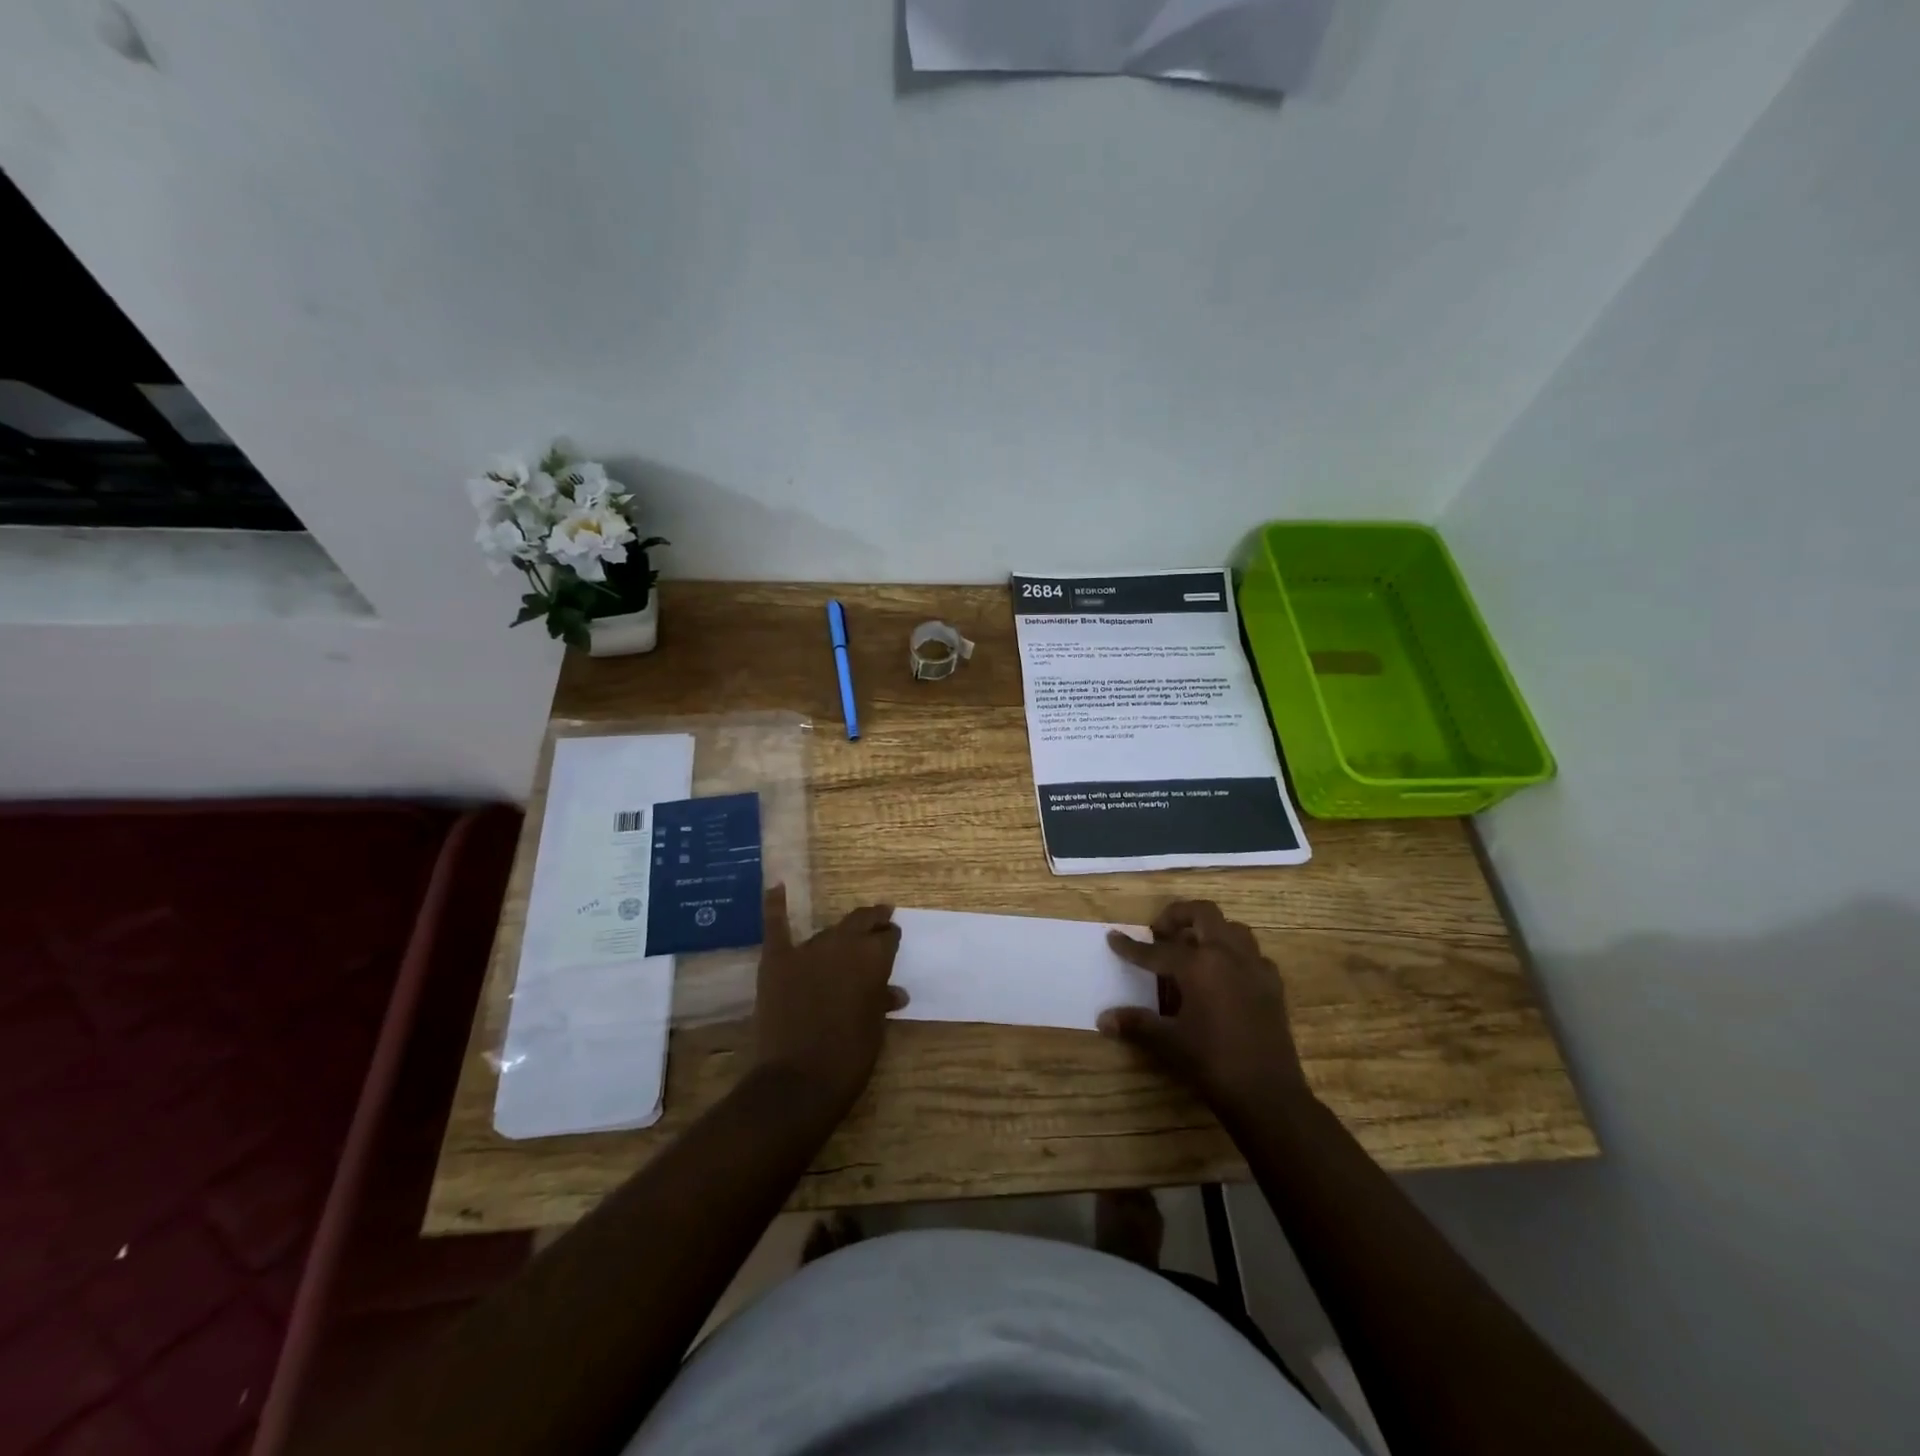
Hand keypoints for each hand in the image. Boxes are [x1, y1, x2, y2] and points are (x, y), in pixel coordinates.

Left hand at [750, 885, 904, 1117]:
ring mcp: (807, 950)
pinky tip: (776, 885)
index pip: (887, 936)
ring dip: (840, 934)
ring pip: (828, 931)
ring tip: (847, 934)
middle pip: (861, 922)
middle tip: (882, 918)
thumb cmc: (850, 1057)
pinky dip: (775, 905)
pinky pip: (776, 926)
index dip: (891, 938)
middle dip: (873, 920)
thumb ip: (882, 1001)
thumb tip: (895, 992)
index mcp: (873, 958)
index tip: (893, 940)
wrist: (799, 1080)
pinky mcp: (777, 961)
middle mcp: (843, 944)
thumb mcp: (875, 1027)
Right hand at [1099, 900, 1309, 1118]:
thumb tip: (1103, 1018)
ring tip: (1192, 949)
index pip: (1157, 950)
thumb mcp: (1169, 1042)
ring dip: (1210, 931)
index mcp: (1199, 964)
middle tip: (1160, 933)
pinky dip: (1234, 955)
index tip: (1113, 937)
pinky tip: (1224, 977)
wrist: (1268, 1094)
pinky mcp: (1273, 985)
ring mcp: (1255, 967)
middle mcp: (1228, 955)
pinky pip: (1252, 955)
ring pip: (1232, 929)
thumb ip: (1136, 1023)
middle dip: (1178, 916)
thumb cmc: (1212, 1062)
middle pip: (1203, 913)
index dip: (1131, 947)